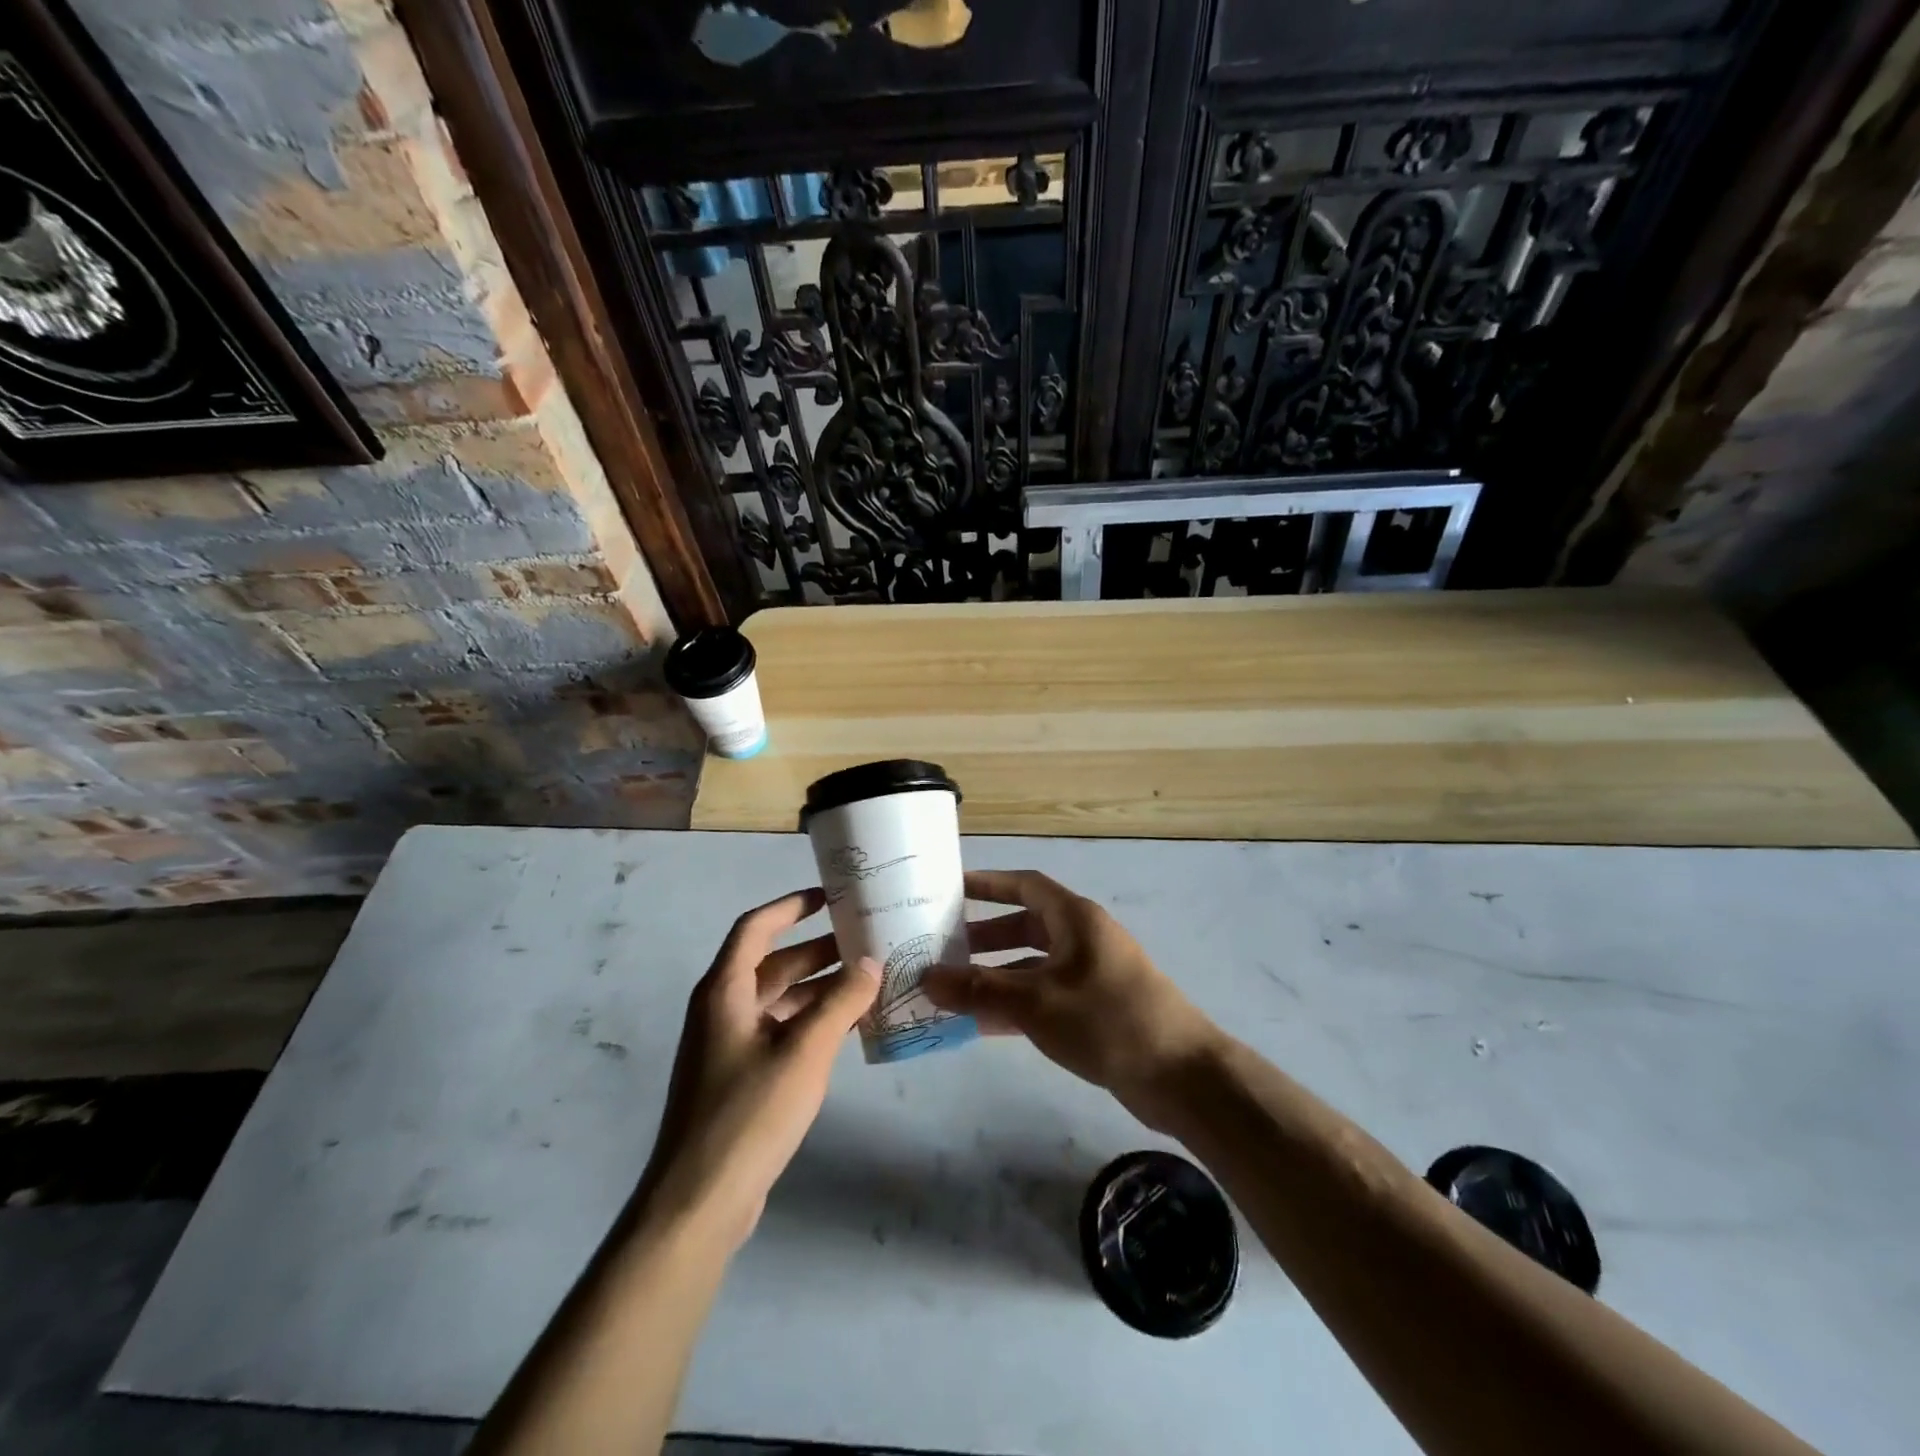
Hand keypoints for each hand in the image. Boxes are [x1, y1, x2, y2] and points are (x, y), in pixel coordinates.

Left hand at [640, 889, 879, 1248]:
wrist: (699, 1203)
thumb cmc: (749, 1114)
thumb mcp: (804, 1051)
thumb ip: (841, 1002)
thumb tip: (870, 962)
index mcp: (725, 992)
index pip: (756, 928)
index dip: (791, 906)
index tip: (831, 897)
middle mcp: (723, 1010)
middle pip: (773, 964)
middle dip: (818, 951)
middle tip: (866, 941)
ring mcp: (730, 1047)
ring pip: (780, 1000)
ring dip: (820, 989)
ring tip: (869, 981)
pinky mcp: (741, 1078)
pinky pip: (781, 1031)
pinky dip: (812, 1022)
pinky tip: (849, 1027)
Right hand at [922, 870, 1222, 1129]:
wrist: (1181, 1076)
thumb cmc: (1107, 1020)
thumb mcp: (1036, 1002)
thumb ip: (979, 989)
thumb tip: (926, 978)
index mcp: (1075, 919)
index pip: (1025, 885)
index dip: (988, 884)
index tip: (950, 889)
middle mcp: (1083, 939)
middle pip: (1025, 926)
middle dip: (984, 936)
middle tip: (942, 948)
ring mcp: (1091, 975)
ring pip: (1033, 965)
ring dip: (996, 975)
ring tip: (952, 989)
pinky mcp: (1095, 1009)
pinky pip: (1045, 996)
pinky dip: (1016, 1004)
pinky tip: (983, 1025)